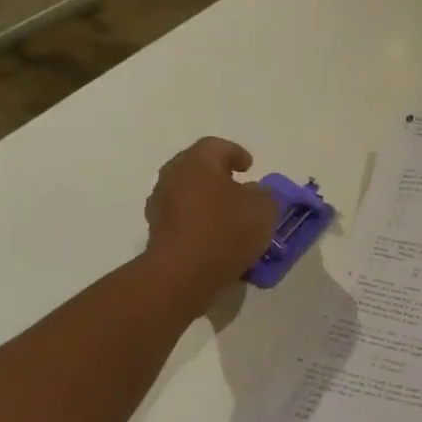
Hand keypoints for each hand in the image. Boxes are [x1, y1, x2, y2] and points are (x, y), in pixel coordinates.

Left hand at [143, 138, 279, 303]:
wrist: (181, 274)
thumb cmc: (224, 230)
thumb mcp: (263, 209)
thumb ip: (264, 196)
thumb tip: (256, 193)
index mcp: (196, 161)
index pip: (216, 146)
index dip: (235, 153)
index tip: (250, 166)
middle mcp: (172, 177)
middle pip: (197, 169)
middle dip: (219, 177)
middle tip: (239, 189)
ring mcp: (160, 206)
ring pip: (188, 196)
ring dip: (208, 203)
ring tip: (231, 220)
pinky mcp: (156, 234)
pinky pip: (183, 221)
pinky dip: (199, 225)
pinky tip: (217, 241)